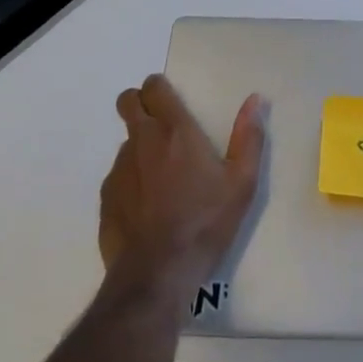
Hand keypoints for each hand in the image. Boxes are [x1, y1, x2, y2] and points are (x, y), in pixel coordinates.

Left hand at [100, 74, 265, 302]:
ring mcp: (120, 168)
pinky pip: (118, 175)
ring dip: (140, 147)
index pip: (154, 87)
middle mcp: (142, 140)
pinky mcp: (106, 197)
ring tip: (162, 179)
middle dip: (139, 103)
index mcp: (175, 130)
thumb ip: (249, 136)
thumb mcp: (242, 182)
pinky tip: (148, 206)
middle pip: (127, 101)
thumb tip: (255, 99)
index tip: (170, 99)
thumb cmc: (205, 222)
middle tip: (160, 126)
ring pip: (126, 141)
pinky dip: (131, 180)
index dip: (159, 88)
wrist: (158, 274)